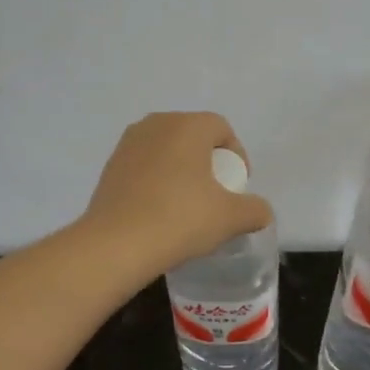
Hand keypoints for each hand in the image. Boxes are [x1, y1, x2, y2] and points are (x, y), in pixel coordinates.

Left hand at [82, 112, 273, 276]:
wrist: (116, 244)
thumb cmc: (180, 220)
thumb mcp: (231, 218)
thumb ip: (255, 210)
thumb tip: (260, 211)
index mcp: (187, 126)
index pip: (221, 128)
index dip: (236, 155)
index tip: (238, 185)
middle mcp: (156, 124)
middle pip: (192, 135)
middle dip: (208, 160)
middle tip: (215, 193)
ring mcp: (128, 143)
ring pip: (166, 149)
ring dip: (180, 169)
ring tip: (186, 203)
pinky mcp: (110, 165)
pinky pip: (144, 165)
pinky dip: (156, 180)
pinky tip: (158, 210)